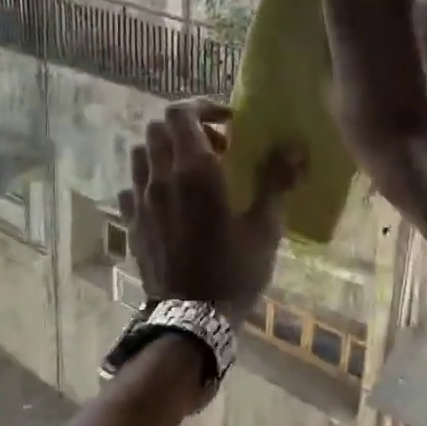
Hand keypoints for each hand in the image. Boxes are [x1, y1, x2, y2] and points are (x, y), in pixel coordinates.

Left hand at [119, 100, 303, 327]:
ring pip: (141, 153)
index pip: (181, 113)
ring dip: (164, 151)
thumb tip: (295, 147)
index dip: (203, 107)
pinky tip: (169, 200)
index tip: (228, 122)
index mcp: (195, 171)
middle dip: (186, 128)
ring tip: (190, 172)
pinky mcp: (131, 222)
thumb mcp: (264, 227)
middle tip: (215, 148)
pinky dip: (148, 181)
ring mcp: (140, 200)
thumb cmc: (234, 271)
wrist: (191, 319)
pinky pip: (131, 186)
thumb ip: (276, 181)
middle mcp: (161, 177)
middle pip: (158, 128)